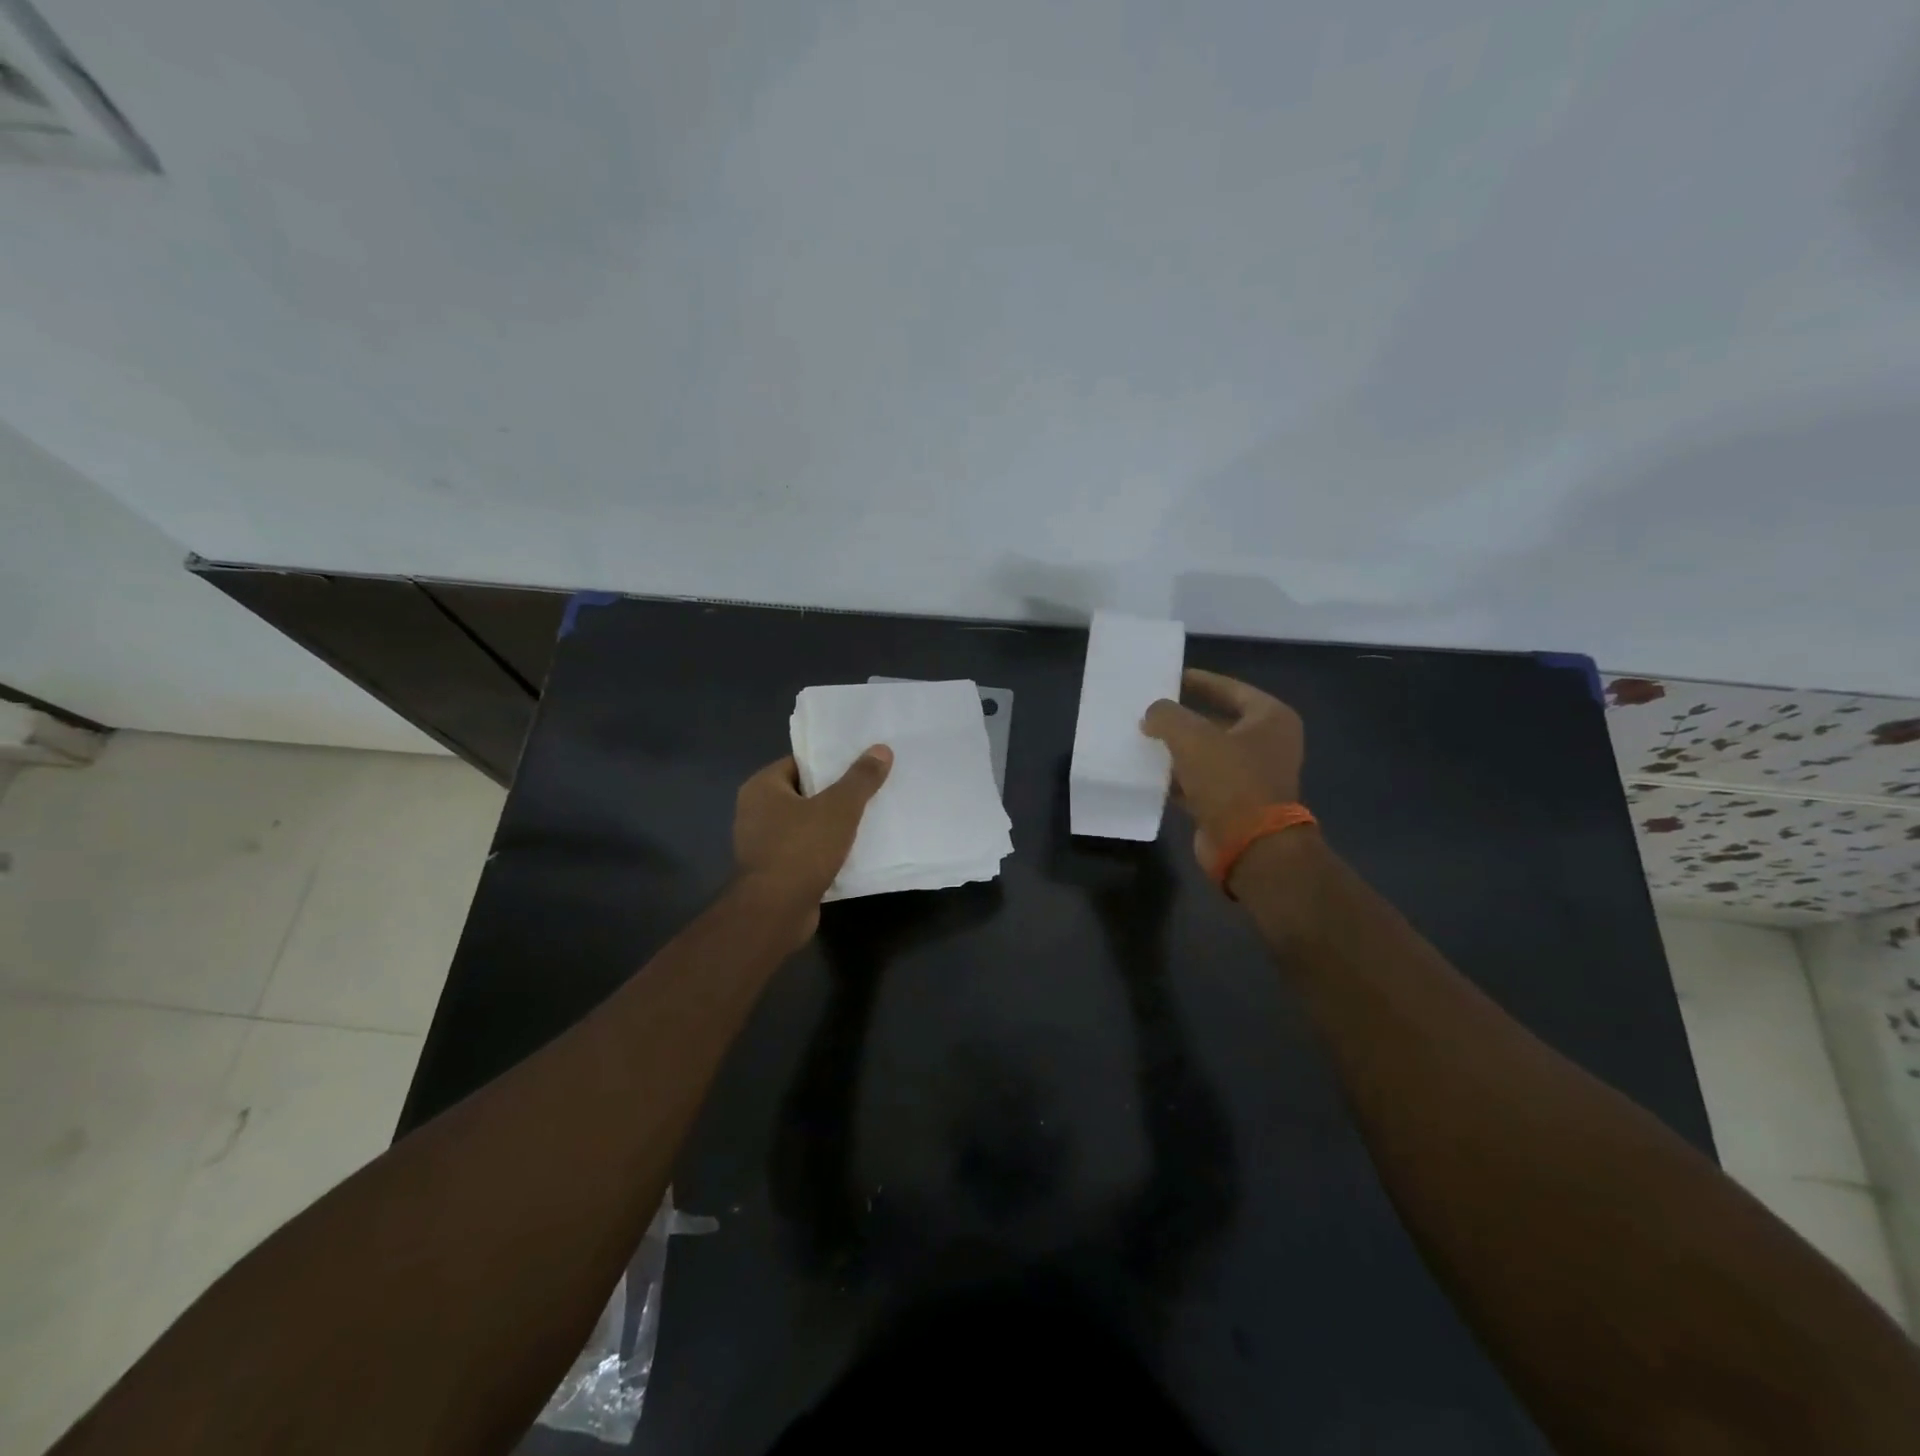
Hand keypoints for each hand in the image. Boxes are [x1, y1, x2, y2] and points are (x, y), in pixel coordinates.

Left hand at [733, 747, 893, 925]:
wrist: (775, 913)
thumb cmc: (801, 850)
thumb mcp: (839, 808)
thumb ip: (861, 778)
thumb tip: (881, 749)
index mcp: (762, 787)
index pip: (800, 763)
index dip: (830, 762)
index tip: (861, 764)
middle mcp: (755, 812)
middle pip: (804, 793)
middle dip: (836, 794)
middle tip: (871, 789)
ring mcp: (762, 844)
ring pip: (806, 824)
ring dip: (833, 825)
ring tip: (869, 818)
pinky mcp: (773, 871)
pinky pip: (805, 851)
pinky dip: (826, 850)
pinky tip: (854, 851)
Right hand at [1141, 669, 1304, 867]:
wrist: (1250, 846)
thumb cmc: (1230, 780)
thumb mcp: (1192, 737)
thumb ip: (1167, 716)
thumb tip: (1151, 715)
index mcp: (1270, 719)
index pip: (1231, 689)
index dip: (1200, 681)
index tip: (1171, 677)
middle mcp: (1266, 745)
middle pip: (1218, 721)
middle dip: (1183, 718)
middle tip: (1151, 709)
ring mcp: (1251, 777)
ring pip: (1206, 754)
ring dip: (1177, 749)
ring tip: (1143, 738)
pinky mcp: (1233, 804)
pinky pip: (1199, 782)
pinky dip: (1177, 778)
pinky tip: (1149, 773)